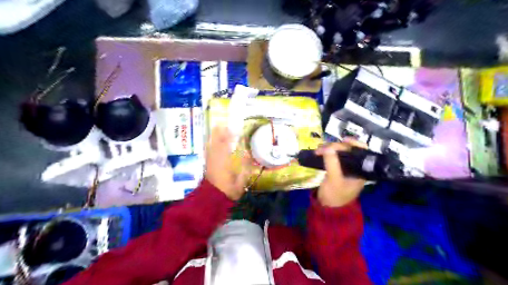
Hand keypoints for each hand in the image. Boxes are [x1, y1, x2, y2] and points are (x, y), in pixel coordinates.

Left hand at [204, 125, 250, 200]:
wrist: (212, 198)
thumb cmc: (228, 190)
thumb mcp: (240, 180)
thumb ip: (245, 168)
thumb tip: (247, 154)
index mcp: (224, 162)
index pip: (226, 145)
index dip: (229, 136)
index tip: (234, 129)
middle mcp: (215, 158)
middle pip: (217, 142)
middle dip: (220, 132)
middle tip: (224, 124)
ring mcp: (210, 160)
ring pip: (211, 145)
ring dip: (214, 136)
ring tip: (218, 128)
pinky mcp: (207, 163)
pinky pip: (208, 150)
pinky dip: (210, 143)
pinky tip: (211, 140)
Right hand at [317, 139, 366, 206]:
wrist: (327, 208)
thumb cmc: (335, 195)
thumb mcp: (334, 179)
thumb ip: (332, 163)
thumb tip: (328, 147)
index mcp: (361, 170)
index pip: (362, 152)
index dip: (355, 143)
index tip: (344, 140)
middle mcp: (355, 167)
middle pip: (349, 150)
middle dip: (337, 146)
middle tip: (323, 148)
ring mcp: (345, 168)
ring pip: (340, 153)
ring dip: (330, 149)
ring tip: (319, 150)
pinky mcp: (336, 169)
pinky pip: (333, 157)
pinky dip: (327, 153)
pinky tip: (320, 152)